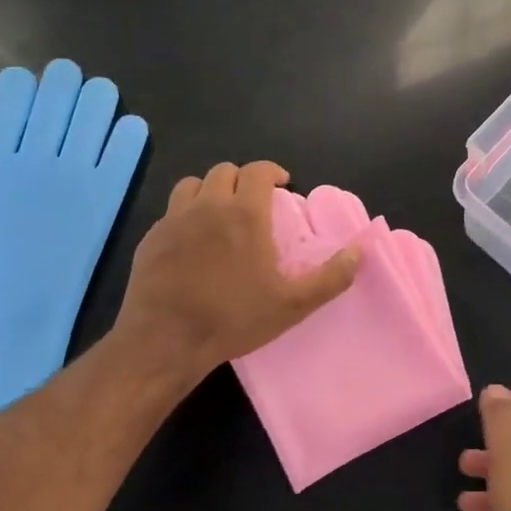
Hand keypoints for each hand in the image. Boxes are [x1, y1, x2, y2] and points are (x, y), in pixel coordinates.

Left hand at [114, 161, 359, 384]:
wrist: (165, 340)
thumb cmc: (234, 318)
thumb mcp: (293, 304)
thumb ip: (331, 276)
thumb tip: (360, 250)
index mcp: (245, 213)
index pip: (258, 170)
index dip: (272, 171)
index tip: (281, 184)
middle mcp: (208, 206)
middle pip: (224, 172)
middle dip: (243, 180)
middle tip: (254, 202)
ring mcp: (174, 219)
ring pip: (193, 184)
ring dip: (211, 190)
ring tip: (220, 213)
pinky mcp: (151, 238)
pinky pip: (171, 211)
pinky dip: (186, 214)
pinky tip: (192, 241)